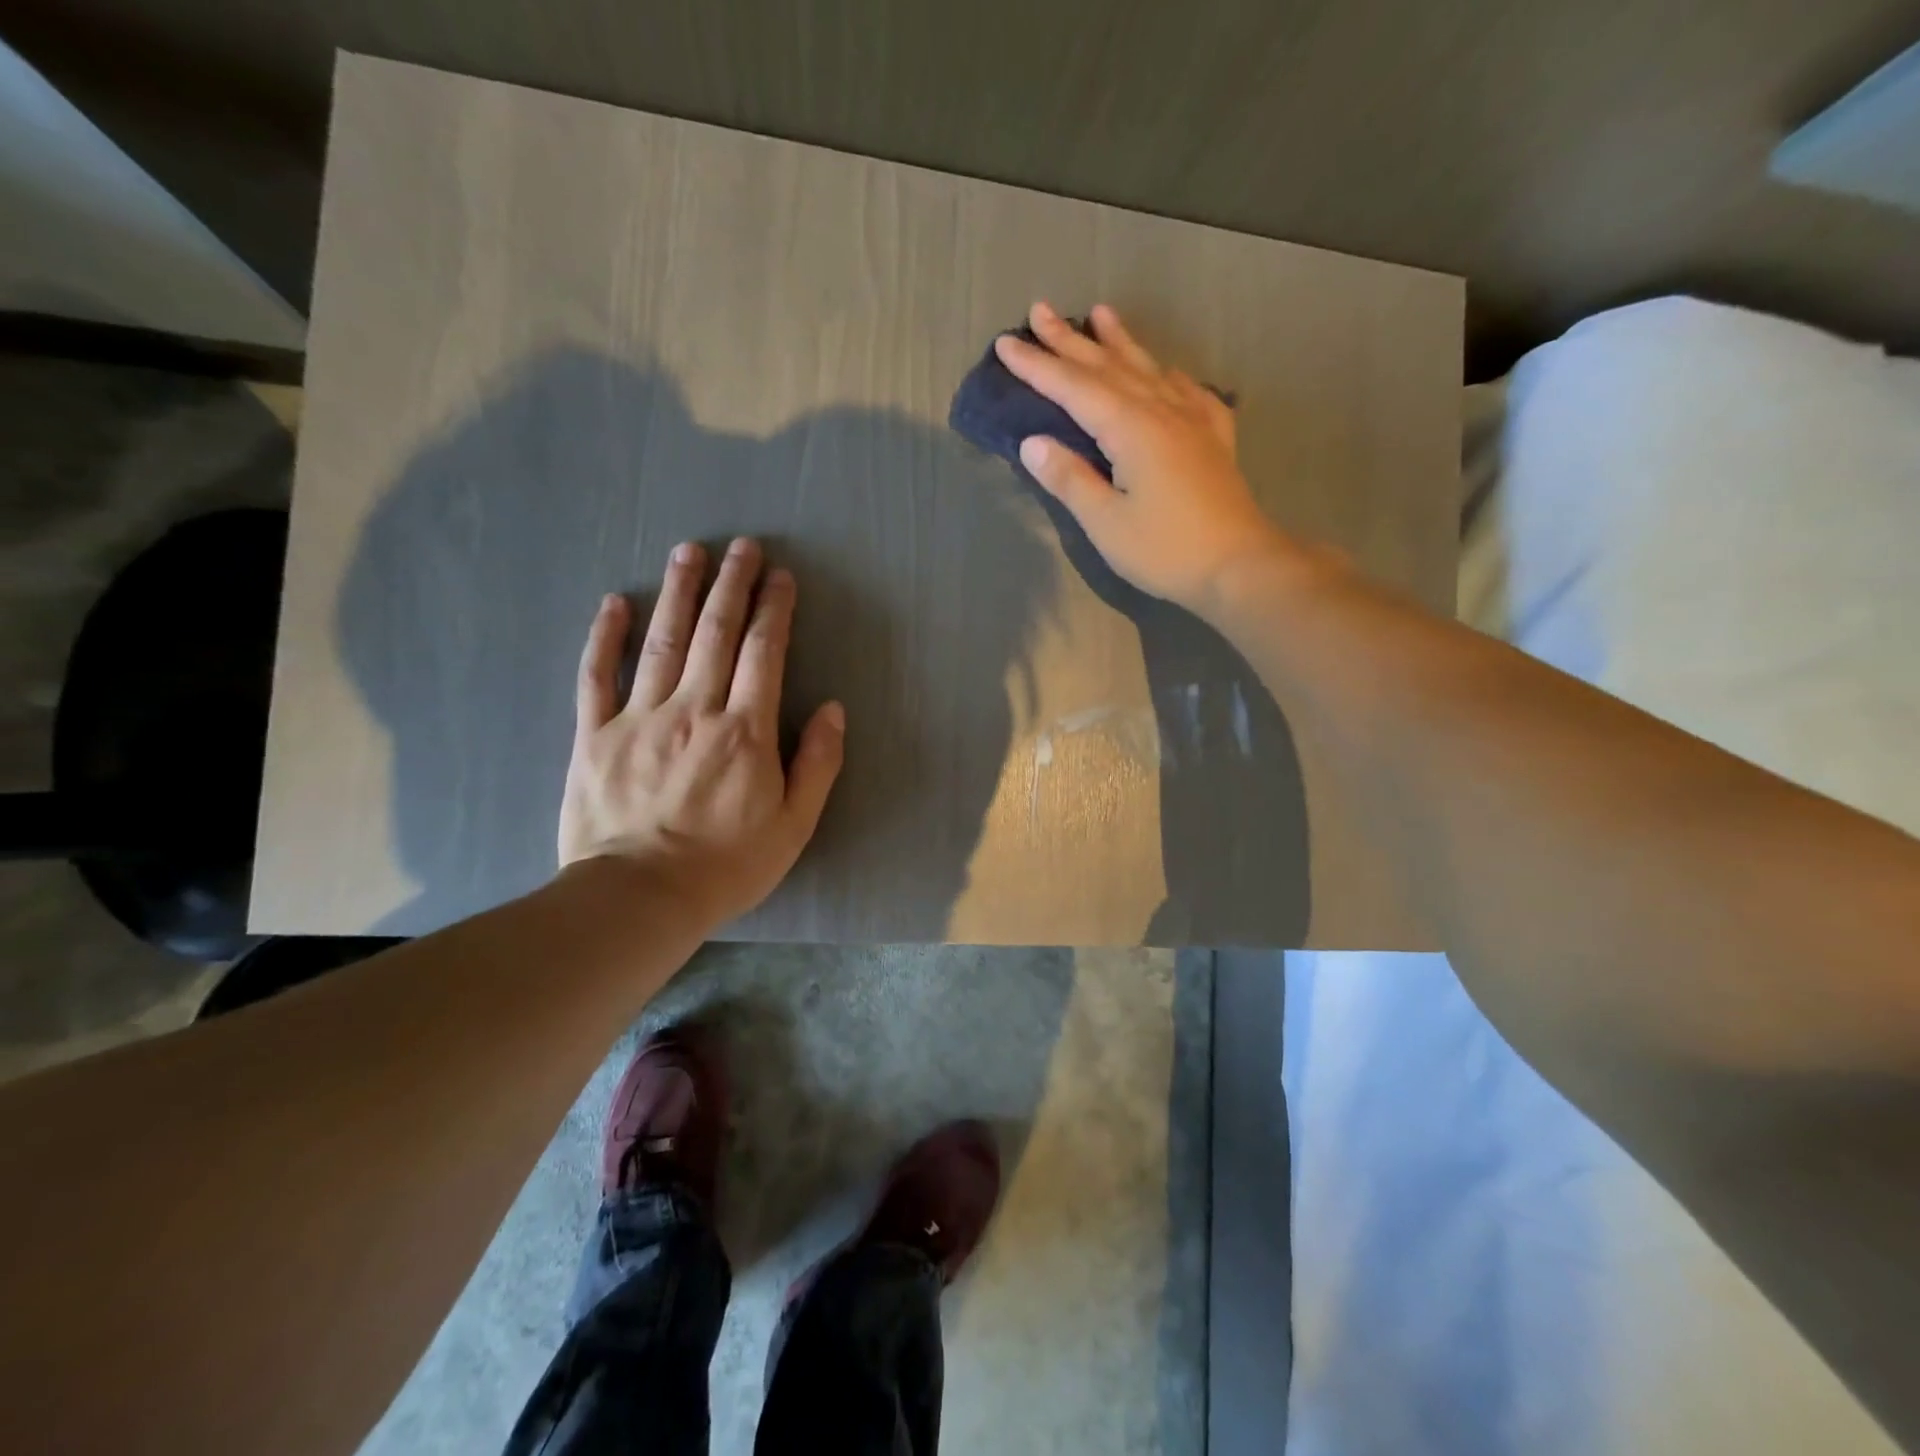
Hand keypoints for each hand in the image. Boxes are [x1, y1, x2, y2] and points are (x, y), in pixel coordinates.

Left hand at [558, 538, 844, 929]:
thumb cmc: (726, 864)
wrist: (639, 898)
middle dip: (731, 585)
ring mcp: (639, 717)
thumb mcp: (794, 824)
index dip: (774, 610)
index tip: (781, 577)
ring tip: (688, 552)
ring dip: (677, 592)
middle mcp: (694, 710)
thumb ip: (818, 763)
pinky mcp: (594, 735)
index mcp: (745, 730)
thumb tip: (833, 709)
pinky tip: (615, 603)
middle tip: (740, 546)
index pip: (763, 653)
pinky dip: (606, 637)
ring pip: (661, 641)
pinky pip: (597, 676)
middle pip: (715, 633)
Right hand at [995, 301, 1296, 618]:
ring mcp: (1193, 420)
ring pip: (1148, 369)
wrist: (1240, 565)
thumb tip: (1032, 443)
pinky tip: (1168, 370)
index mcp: (1130, 428)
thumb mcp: (1106, 523)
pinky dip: (1169, 374)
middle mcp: (1161, 410)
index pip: (1073, 388)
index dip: (1037, 366)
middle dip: (1070, 341)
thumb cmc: (1165, 550)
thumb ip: (1070, 479)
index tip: (1005, 344)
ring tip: (1101, 314)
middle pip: (1108, 367)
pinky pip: (1188, 391)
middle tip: (1040, 310)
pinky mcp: (1214, 439)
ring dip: (1120, 341)